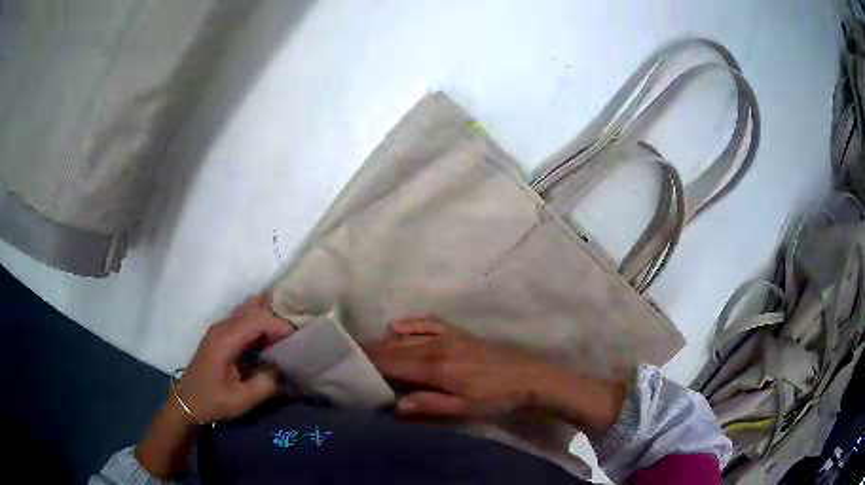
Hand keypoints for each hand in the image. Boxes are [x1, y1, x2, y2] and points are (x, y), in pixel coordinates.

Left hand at [136, 295, 292, 478]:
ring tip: (288, 331)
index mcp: (225, 339)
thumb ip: (266, 383)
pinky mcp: (221, 334)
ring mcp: (220, 328)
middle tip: (298, 334)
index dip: (281, 325)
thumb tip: (283, 367)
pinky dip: (260, 321)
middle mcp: (222, 326)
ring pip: (249, 310)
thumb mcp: (242, 400)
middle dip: (278, 318)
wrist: (187, 401)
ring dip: (269, 317)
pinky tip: (271, 333)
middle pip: (254, 309)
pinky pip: (243, 318)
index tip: (300, 340)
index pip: (258, 319)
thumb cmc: (212, 401)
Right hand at [364, 317, 551, 419]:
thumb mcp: (463, 409)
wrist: (528, 377)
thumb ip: (428, 405)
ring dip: (385, 340)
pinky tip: (397, 325)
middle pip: (396, 347)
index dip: (370, 363)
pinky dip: (411, 323)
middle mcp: (436, 346)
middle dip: (371, 351)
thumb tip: (394, 404)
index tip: (348, 364)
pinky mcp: (458, 333)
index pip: (393, 363)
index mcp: (435, 367)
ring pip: (408, 335)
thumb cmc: (494, 398)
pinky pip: (429, 322)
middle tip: (348, 355)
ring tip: (365, 346)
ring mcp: (448, 336)